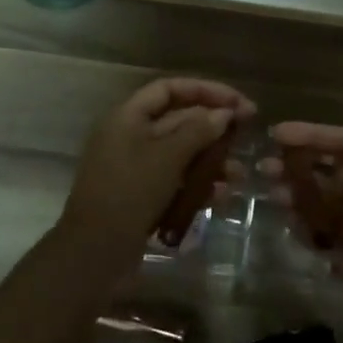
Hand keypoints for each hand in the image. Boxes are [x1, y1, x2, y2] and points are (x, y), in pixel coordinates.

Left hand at [59, 78, 256, 264]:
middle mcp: (130, 136)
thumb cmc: (129, 192)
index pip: (170, 89)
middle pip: (178, 120)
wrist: (94, 253)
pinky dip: (198, 185)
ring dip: (211, 160)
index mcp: (128, 117)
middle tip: (248, 133)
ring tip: (238, 173)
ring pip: (180, 154)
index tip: (238, 102)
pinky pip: (175, 181)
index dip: (206, 90)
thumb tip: (224, 113)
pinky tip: (221, 196)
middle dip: (213, 127)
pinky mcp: (142, 196)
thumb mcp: (168, 157)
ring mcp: (135, 168)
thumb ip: (198, 130)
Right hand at [262, 122, 342, 331]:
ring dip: (306, 207)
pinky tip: (305, 239)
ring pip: (333, 212)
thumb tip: (322, 191)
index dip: (311, 135)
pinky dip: (322, 243)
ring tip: (278, 205)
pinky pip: (340, 248)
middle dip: (301, 172)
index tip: (275, 134)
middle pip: (335, 176)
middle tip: (266, 173)